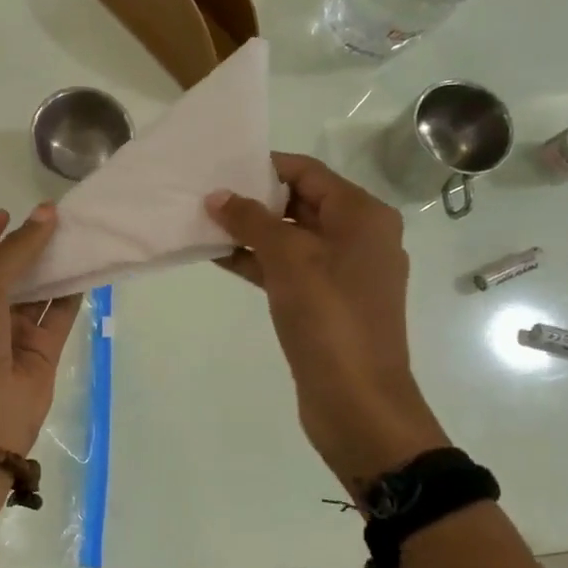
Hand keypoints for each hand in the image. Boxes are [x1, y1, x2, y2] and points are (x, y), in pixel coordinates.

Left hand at [0, 204, 82, 454]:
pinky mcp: (41, 349)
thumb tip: (47, 212)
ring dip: (53, 266)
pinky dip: (72, 293)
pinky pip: (59, 314)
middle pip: (7, 272)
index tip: (7, 212)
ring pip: (36, 291)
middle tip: (54, 219)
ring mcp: (12, 332)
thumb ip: (18, 248)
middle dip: (27, 247)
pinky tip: (88, 267)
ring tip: (76, 235)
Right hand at [206, 152, 446, 481]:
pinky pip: (289, 268)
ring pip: (291, 238)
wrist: (357, 401)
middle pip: (300, 202)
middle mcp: (358, 237)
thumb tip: (218, 196)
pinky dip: (258, 261)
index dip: (265, 166)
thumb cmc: (329, 318)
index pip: (308, 172)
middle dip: (254, 199)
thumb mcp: (288, 259)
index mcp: (362, 216)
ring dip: (251, 231)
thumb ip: (251, 221)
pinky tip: (220, 257)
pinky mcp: (326, 302)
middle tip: (206, 195)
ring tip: (204, 223)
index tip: (222, 168)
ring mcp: (343, 272)